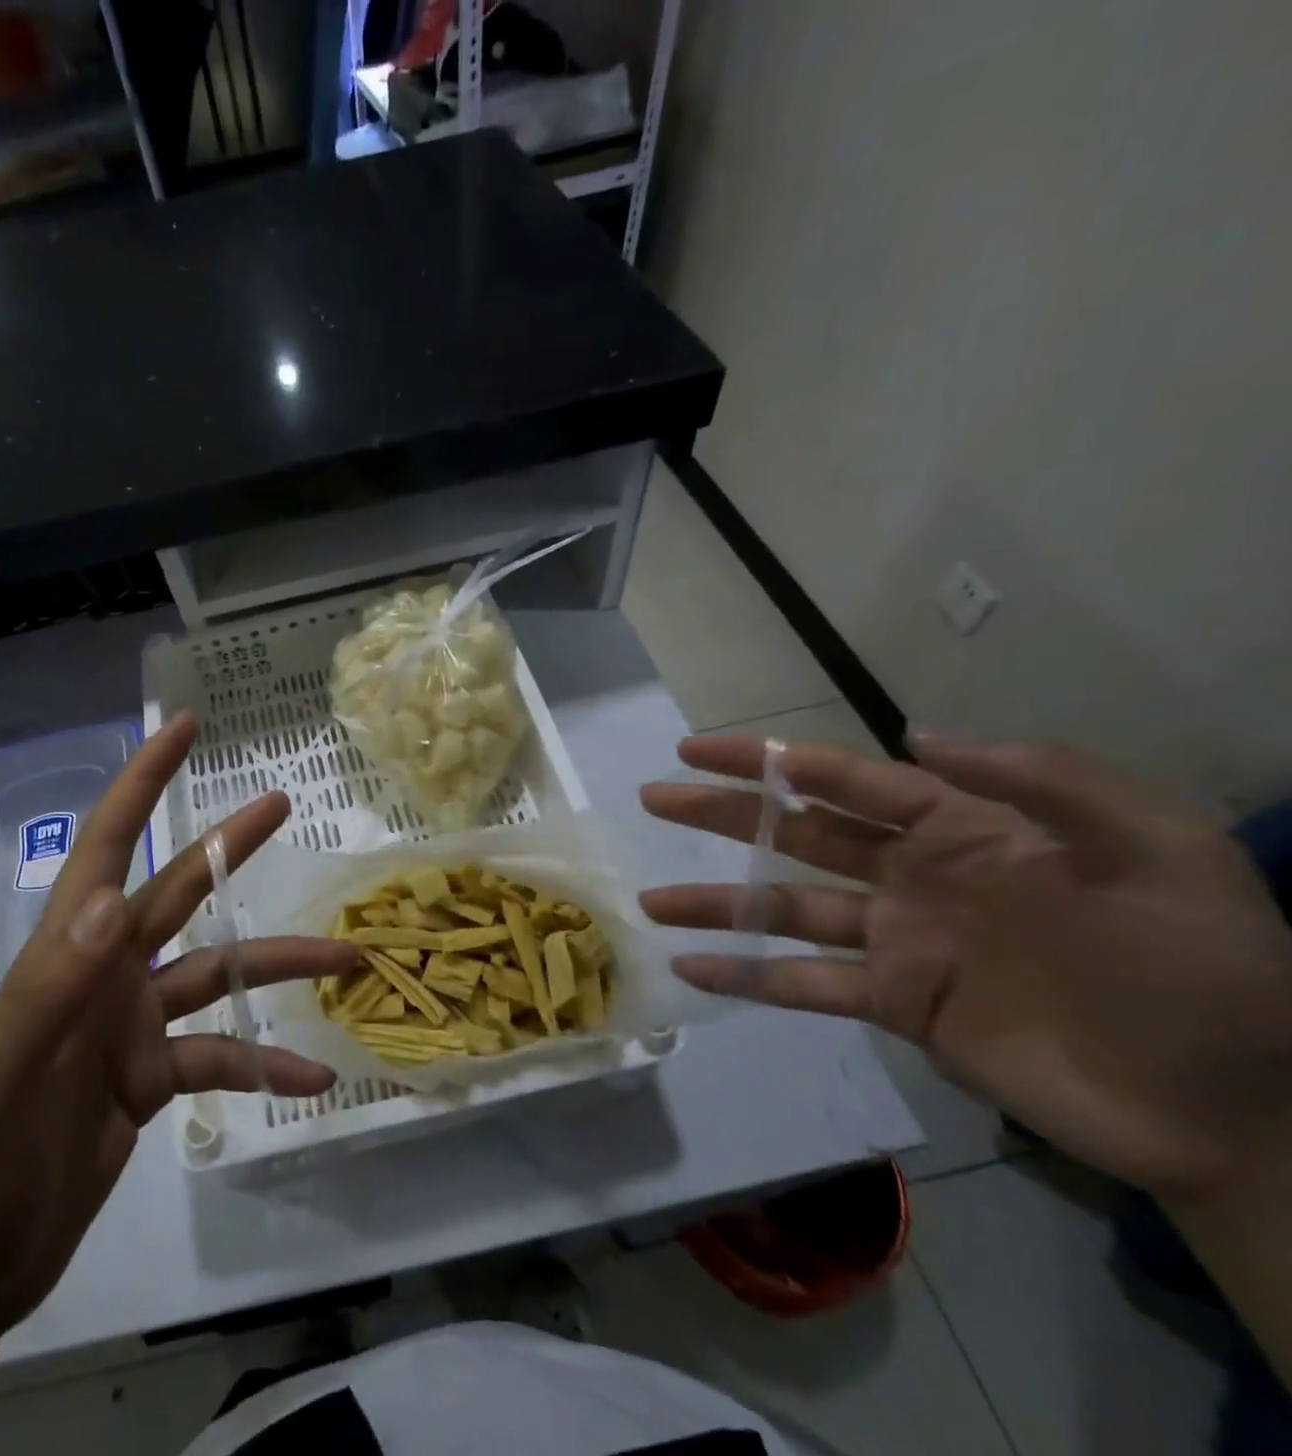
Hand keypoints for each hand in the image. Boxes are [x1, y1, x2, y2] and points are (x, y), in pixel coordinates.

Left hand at [0, 713, 353, 1342]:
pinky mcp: (152, 1078)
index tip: (183, 730)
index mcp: (67, 954)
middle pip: (179, 892)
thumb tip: (112, 899)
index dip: (141, 783)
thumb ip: (49, 991)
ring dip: (278, 968)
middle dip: (229, 846)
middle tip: (283, 803)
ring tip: (347, 958)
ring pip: (218, 976)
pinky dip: (265, 1066)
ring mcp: (133, 1025)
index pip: (105, 846)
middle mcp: (106, 974)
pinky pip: (220, 1058)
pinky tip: (312, 1079)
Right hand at [639, 735, 1291, 1202]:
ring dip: (716, 903)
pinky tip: (694, 971)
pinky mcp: (895, 1004)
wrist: (1240, 1111)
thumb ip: (1043, 781)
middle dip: (722, 813)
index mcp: (965, 830)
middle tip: (653, 796)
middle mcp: (913, 877)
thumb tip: (916, 734)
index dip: (769, 761)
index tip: (698, 749)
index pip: (845, 781)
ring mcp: (897, 942)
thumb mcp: (1158, 852)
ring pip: (785, 909)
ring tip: (651, 902)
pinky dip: (748, 977)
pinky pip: (805, 984)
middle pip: (795, 834)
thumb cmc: (1203, 970)